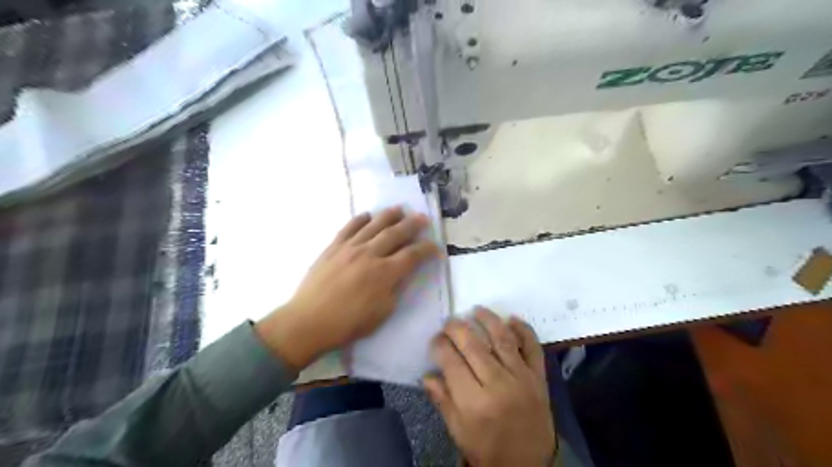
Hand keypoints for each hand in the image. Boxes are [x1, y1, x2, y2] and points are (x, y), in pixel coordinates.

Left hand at [260, 208, 441, 372]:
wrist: (309, 321)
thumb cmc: (349, 323)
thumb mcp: (382, 313)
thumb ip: (396, 289)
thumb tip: (402, 273)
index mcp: (385, 273)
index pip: (412, 255)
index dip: (427, 249)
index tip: (435, 247)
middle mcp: (370, 254)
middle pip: (395, 233)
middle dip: (412, 225)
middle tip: (422, 218)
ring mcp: (350, 248)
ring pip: (373, 225)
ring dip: (388, 216)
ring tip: (399, 209)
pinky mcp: (333, 248)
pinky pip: (348, 228)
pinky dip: (359, 220)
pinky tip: (367, 215)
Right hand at [426, 308, 553, 464]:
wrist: (529, 466)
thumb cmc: (488, 450)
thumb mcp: (458, 432)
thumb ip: (442, 400)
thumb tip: (428, 373)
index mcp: (474, 402)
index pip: (451, 362)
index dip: (439, 345)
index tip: (435, 340)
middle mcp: (498, 384)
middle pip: (473, 345)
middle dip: (457, 328)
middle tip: (449, 321)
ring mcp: (522, 377)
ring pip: (502, 339)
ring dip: (488, 319)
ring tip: (476, 310)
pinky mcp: (539, 376)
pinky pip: (533, 346)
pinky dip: (523, 329)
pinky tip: (511, 319)